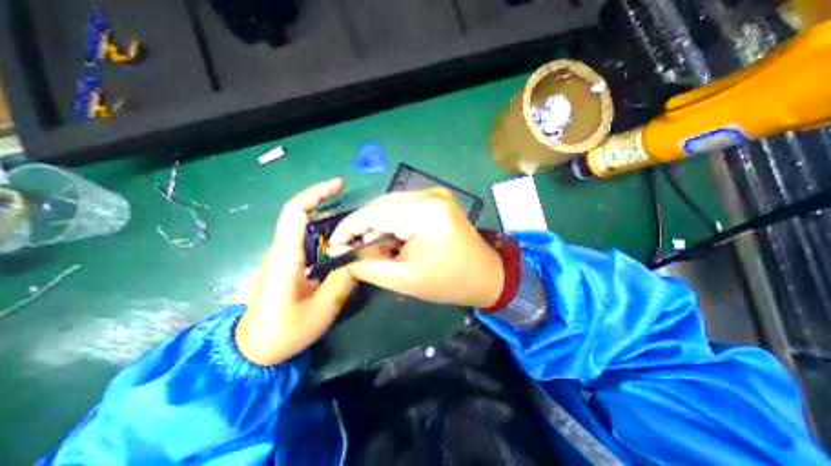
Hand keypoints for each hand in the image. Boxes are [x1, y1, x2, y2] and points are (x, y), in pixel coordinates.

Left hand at [232, 181, 354, 365]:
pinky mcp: (289, 265)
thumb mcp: (322, 309)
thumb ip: (343, 280)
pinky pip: (309, 243)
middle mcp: (282, 251)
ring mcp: (284, 257)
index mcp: (285, 257)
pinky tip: (344, 246)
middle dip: (330, 206)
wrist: (253, 351)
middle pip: (302, 216)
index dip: (316, 193)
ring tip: (357, 228)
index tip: (339, 185)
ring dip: (331, 223)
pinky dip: (327, 238)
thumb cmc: (284, 332)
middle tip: (359, 214)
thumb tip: (359, 255)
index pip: (295, 212)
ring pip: (307, 229)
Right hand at [329, 188, 501, 306]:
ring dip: (379, 226)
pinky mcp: (437, 199)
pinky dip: (394, 222)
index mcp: (423, 212)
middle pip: (381, 206)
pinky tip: (395, 239)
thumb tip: (338, 250)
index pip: (372, 214)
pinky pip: (404, 207)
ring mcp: (435, 194)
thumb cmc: (447, 282)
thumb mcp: (402, 278)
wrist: (486, 275)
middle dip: (365, 229)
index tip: (333, 244)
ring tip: (379, 248)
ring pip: (391, 205)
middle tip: (357, 251)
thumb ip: (365, 264)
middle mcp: (428, 194)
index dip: (348, 228)